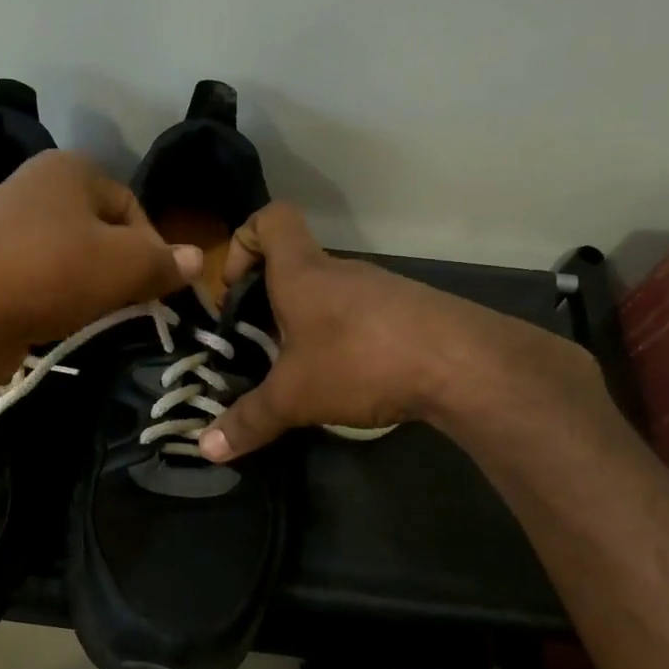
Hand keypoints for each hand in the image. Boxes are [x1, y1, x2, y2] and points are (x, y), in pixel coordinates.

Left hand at [0, 151, 198, 366]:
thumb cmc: (50, 274)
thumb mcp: (123, 265)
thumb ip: (164, 261)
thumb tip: (196, 259)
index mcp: (69, 169)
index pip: (133, 206)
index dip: (154, 249)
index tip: (158, 290)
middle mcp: (35, 186)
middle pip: (102, 231)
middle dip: (122, 270)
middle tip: (130, 307)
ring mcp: (6, 225)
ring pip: (71, 257)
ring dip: (91, 289)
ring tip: (95, 317)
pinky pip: (41, 278)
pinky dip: (57, 299)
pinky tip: (60, 322)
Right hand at [199, 203, 601, 461]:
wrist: (463, 364)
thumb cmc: (360, 360)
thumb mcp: (294, 397)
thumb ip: (249, 420)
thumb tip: (205, 449)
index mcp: (303, 272)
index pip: (270, 219)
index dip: (244, 240)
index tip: (235, 288)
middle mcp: (340, 271)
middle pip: (295, 264)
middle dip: (269, 302)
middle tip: (258, 348)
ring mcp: (379, 289)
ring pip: (330, 295)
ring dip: (308, 325)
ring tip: (302, 373)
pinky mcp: (409, 312)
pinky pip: (362, 316)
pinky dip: (346, 340)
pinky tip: (350, 381)